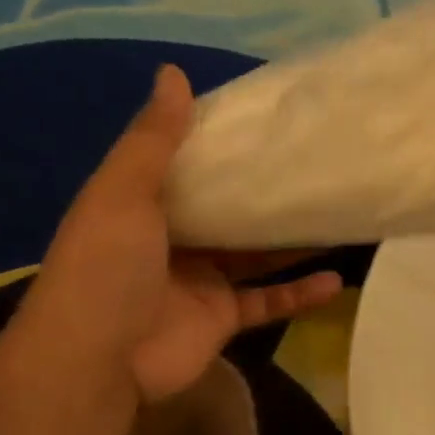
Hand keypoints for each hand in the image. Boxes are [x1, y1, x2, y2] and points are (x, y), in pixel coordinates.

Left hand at [22, 65, 342, 401]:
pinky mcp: (222, 319)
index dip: (220, 144)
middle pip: (227, 210)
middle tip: (315, 165)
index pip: (186, 165)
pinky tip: (336, 280)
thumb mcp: (123, 192)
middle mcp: (172, 240)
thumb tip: (173, 73)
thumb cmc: (106, 267)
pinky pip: (269, 302)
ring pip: (256, 255)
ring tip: (337, 214)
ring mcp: (200, 282)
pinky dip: (300, 294)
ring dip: (293, 240)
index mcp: (143, 204)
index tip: (264, 122)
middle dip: (265, 192)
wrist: (97, 361)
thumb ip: (153, 139)